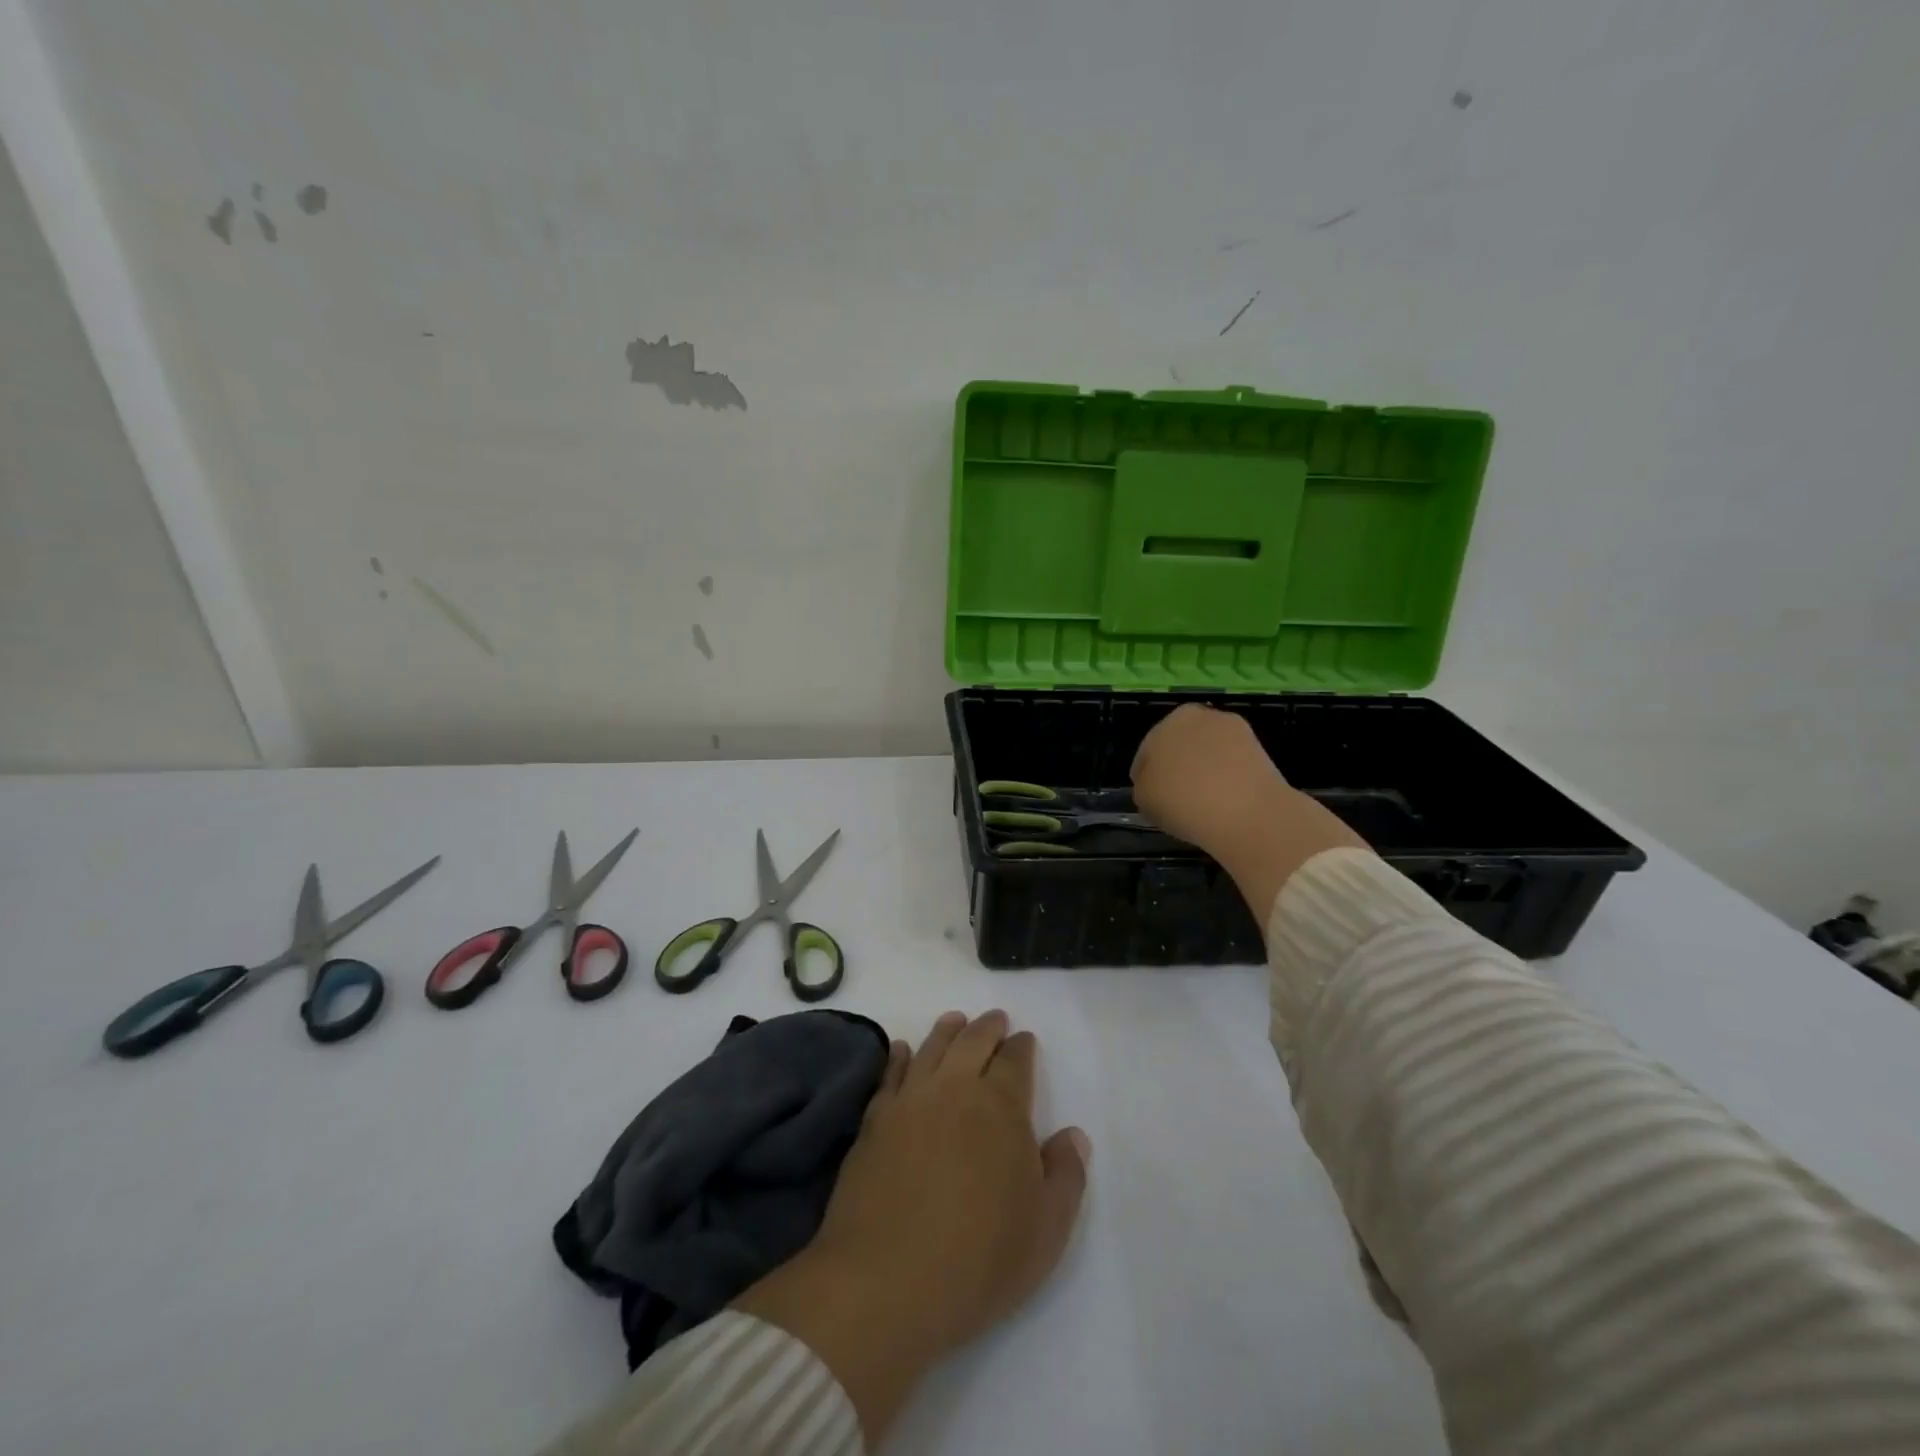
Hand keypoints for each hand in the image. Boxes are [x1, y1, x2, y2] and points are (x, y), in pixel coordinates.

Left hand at [735, 1011, 1088, 1442]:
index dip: (1022, 1047)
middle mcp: (955, 1089)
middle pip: (973, 1041)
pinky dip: (899, 1056)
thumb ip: (1066, 1176)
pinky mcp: (874, 1120)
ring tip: (955, 1021)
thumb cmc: (979, 1260)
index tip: (1025, 1040)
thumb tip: (1073, 1135)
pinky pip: (890, 1074)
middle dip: (988, 1027)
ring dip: (947, 1030)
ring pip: (932, 1048)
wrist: (885, 1282)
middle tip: (994, 1019)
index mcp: (1001, 1107)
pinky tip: (901, 1050)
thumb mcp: (1045, 1231)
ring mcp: (910, 1100)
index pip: (1015, 1060)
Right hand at [1130, 703, 1295, 855]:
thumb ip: (1144, 786)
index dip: (1146, 777)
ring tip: (1203, 802)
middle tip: (1176, 798)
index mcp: (1165, 723)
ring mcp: (1233, 730)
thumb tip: (1157, 786)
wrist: (1245, 812)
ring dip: (1204, 770)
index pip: (1146, 753)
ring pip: (1208, 753)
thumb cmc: (1182, 801)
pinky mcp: (1259, 748)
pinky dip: (1228, 777)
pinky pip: (1232, 764)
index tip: (1152, 798)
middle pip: (1180, 746)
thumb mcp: (1143, 799)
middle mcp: (1199, 716)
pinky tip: (1225, 801)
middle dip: (1177, 767)